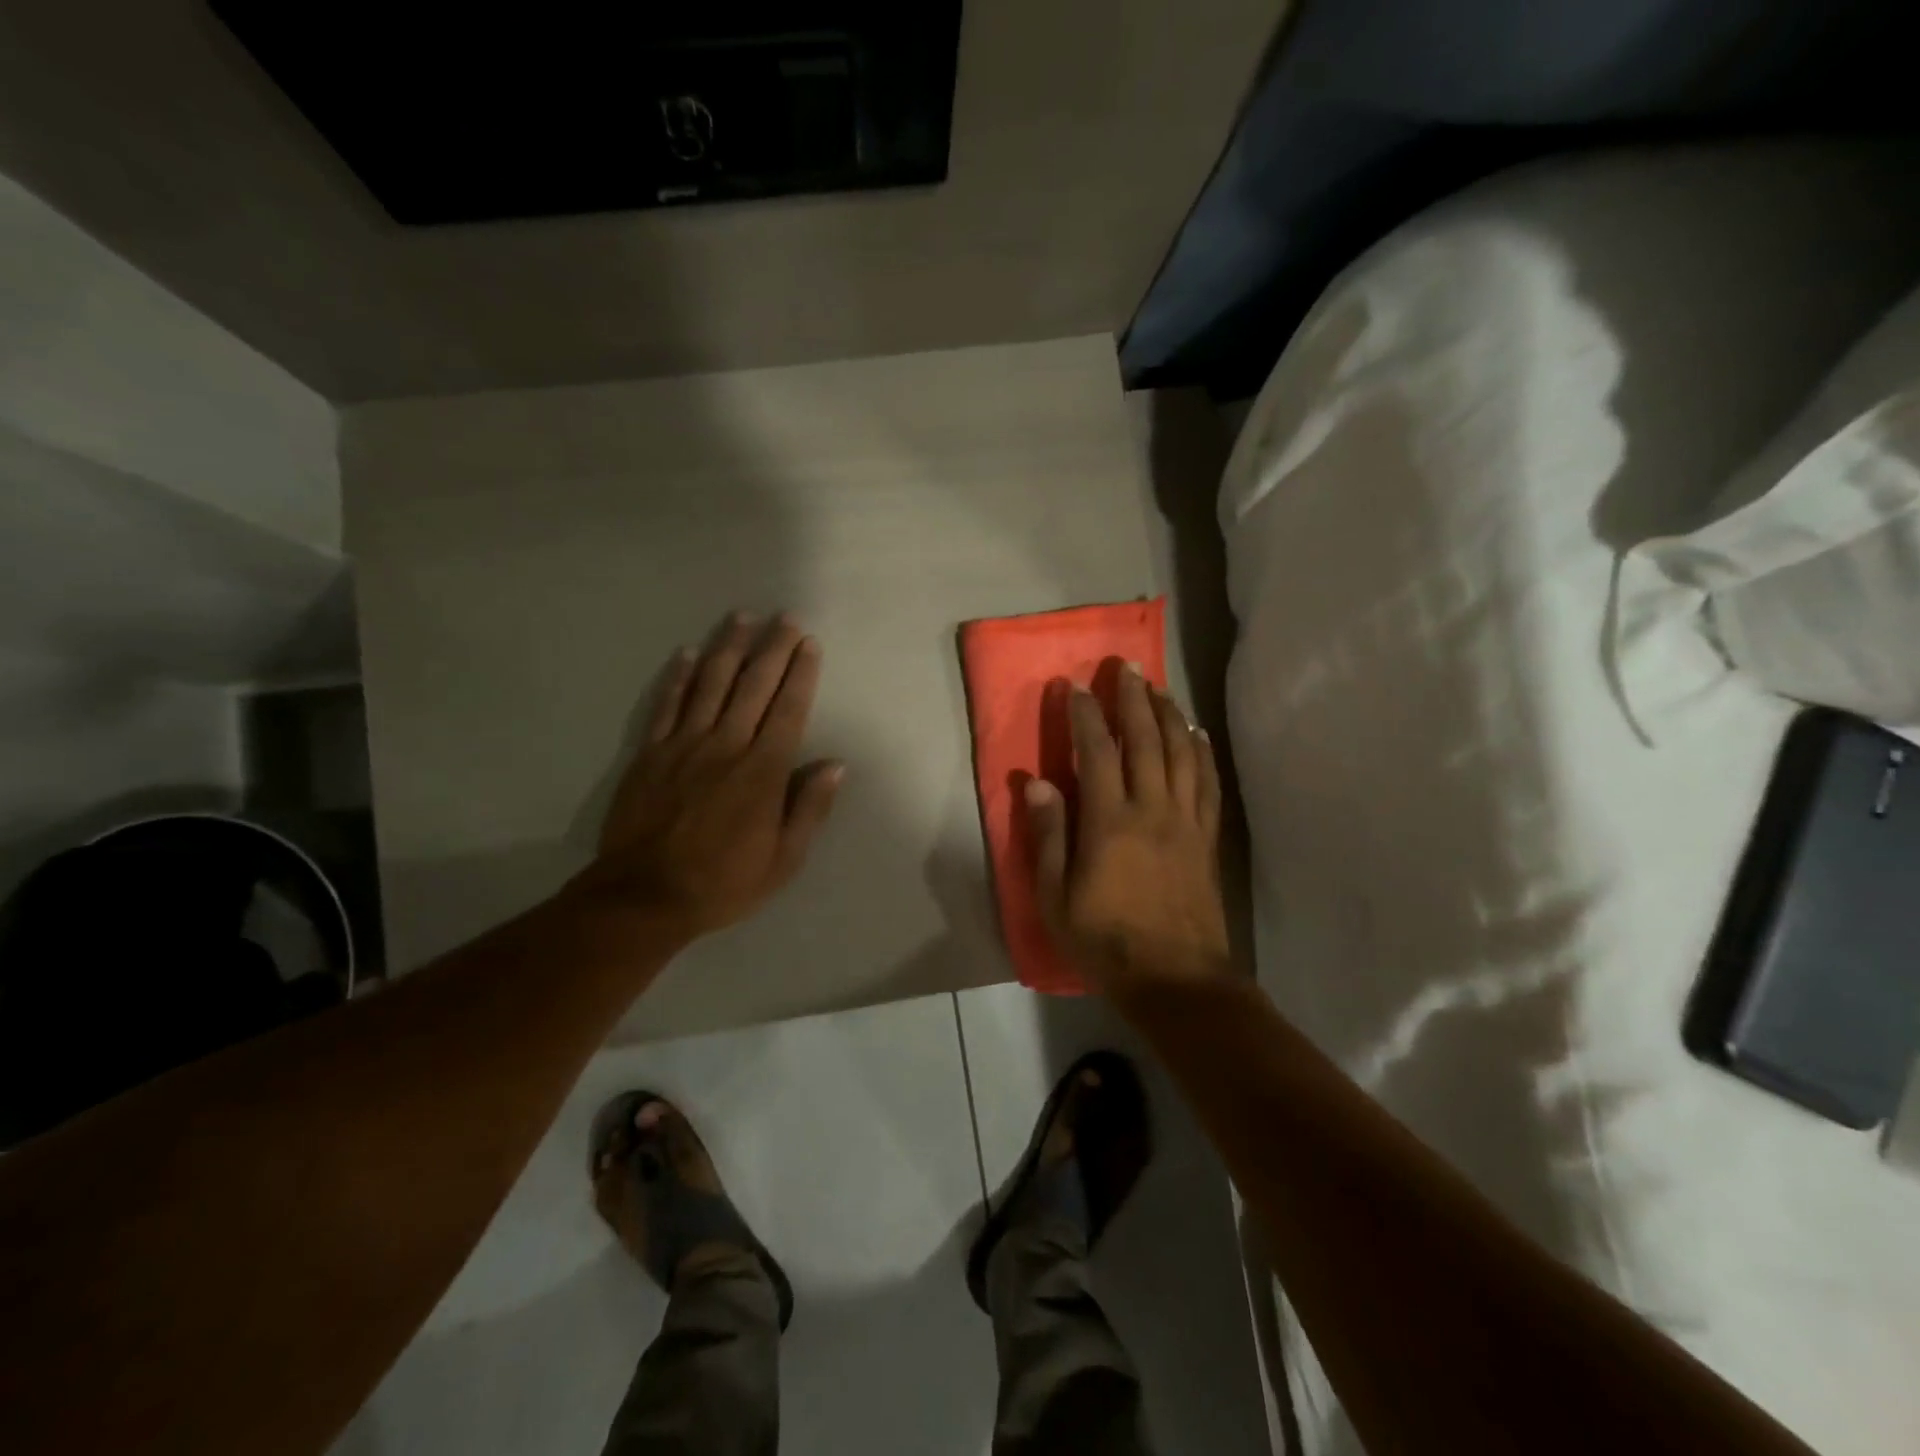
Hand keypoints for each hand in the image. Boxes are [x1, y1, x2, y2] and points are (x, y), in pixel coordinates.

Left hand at [570, 612, 842, 939]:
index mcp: (763, 771)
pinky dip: (679, 677)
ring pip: (710, 685)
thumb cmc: (724, 882)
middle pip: (753, 687)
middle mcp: (726, 746)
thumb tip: (834, 765)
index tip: (809, 644)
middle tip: (785, 618)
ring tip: (742, 618)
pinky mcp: (650, 753)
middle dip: (773, 649)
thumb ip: (809, 808)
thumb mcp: (784, 859)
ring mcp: (683, 745)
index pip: (788, 710)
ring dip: (729, 648)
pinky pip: (667, 705)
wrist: (644, 897)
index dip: (801, 674)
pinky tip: (688, 653)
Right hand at [1025, 663, 1228, 995]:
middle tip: (1124, 666)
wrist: (1177, 981)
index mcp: (1110, 822)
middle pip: (1145, 740)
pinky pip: (1208, 782)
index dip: (1084, 715)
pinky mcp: (1207, 837)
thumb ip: (1047, 837)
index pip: (1097, 752)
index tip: (1073, 687)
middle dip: (1132, 698)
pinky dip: (1202, 751)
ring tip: (1157, 688)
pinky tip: (1197, 733)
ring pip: (1181, 753)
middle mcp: (1152, 809)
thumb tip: (1035, 782)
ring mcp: (1186, 821)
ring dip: (1169, 714)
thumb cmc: (1107, 943)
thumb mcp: (1056, 898)